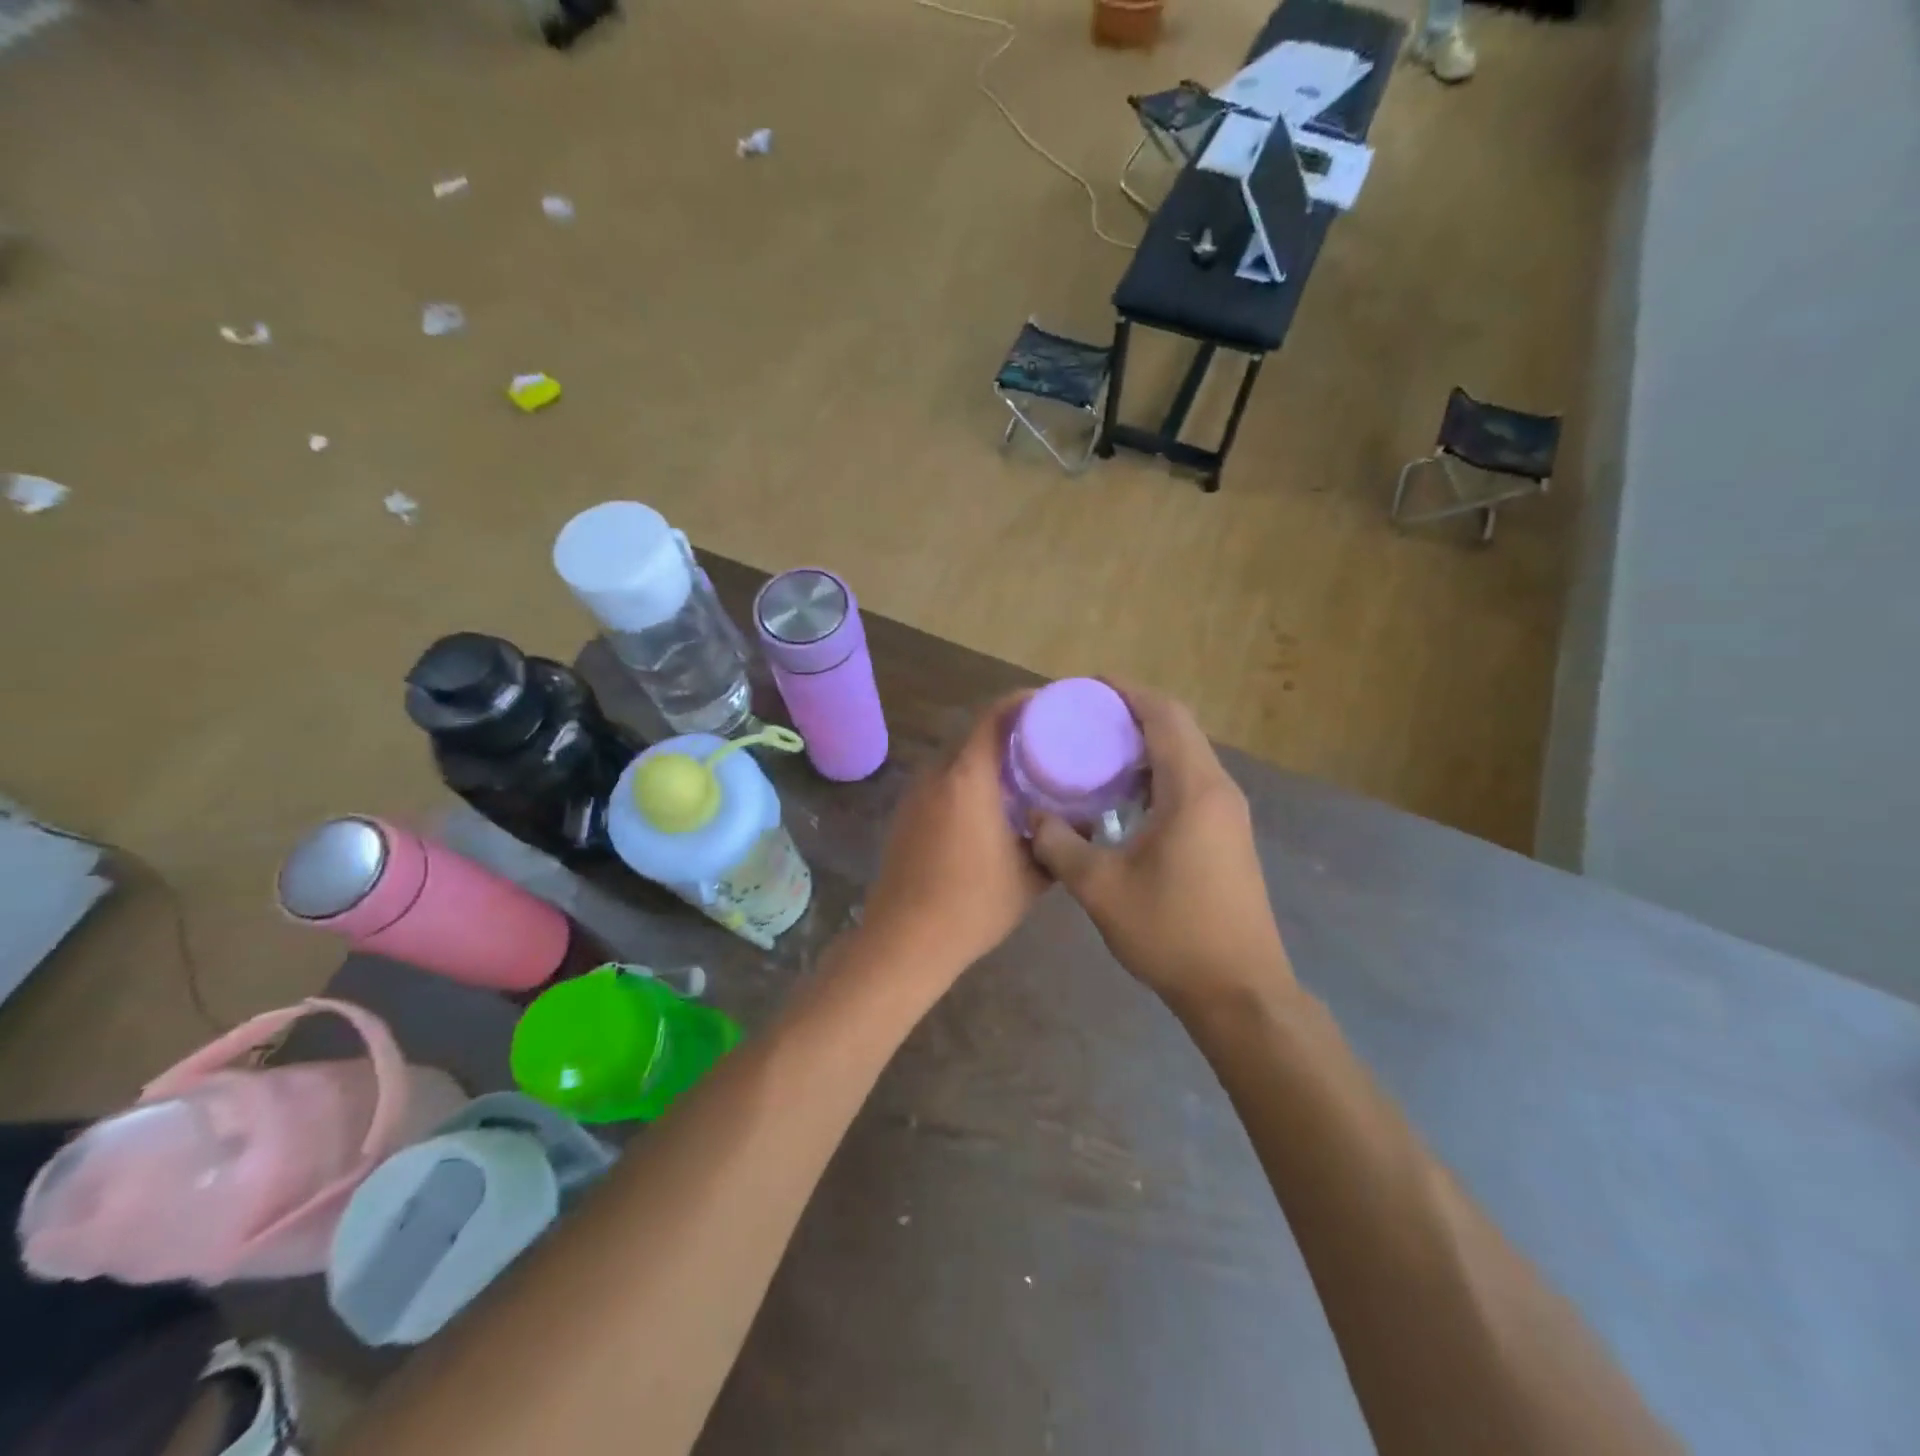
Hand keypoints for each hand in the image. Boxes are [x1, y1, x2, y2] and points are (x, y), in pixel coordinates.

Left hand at [858, 693, 1048, 980]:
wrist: (905, 940)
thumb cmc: (973, 905)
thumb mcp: (1031, 876)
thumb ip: (1059, 842)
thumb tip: (1086, 822)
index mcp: (968, 778)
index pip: (994, 716)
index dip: (1022, 701)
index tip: (1051, 704)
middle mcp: (937, 774)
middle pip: (974, 733)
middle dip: (1009, 729)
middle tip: (1047, 740)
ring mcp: (915, 793)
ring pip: (956, 757)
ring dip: (986, 756)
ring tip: (1023, 771)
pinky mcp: (905, 813)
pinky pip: (942, 779)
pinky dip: (968, 778)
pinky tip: (990, 804)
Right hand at [1030, 685, 1295, 1014]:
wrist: (1239, 990)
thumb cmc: (1171, 932)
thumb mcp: (1100, 888)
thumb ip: (1060, 845)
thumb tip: (1035, 817)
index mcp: (1194, 790)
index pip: (1164, 716)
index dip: (1127, 693)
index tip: (1089, 685)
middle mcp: (1219, 790)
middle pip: (1179, 728)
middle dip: (1134, 714)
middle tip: (1086, 717)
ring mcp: (1229, 814)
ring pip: (1187, 757)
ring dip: (1148, 745)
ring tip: (1099, 751)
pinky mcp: (1229, 836)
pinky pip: (1192, 783)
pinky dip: (1159, 774)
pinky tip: (1125, 797)